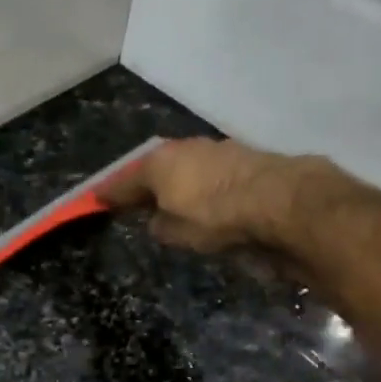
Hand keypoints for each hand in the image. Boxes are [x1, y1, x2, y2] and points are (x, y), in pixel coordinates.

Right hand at [98, 137, 352, 253]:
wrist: (284, 202)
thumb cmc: (217, 219)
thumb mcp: (177, 233)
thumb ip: (159, 225)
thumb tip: (157, 219)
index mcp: (159, 164)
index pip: (124, 180)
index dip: (109, 193)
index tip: (97, 199)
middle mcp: (184, 148)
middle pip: (155, 167)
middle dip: (146, 183)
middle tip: (137, 200)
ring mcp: (217, 148)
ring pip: (186, 166)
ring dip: (178, 181)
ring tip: (175, 201)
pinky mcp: (246, 156)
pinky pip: (212, 172)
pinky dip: (205, 184)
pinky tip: (210, 198)